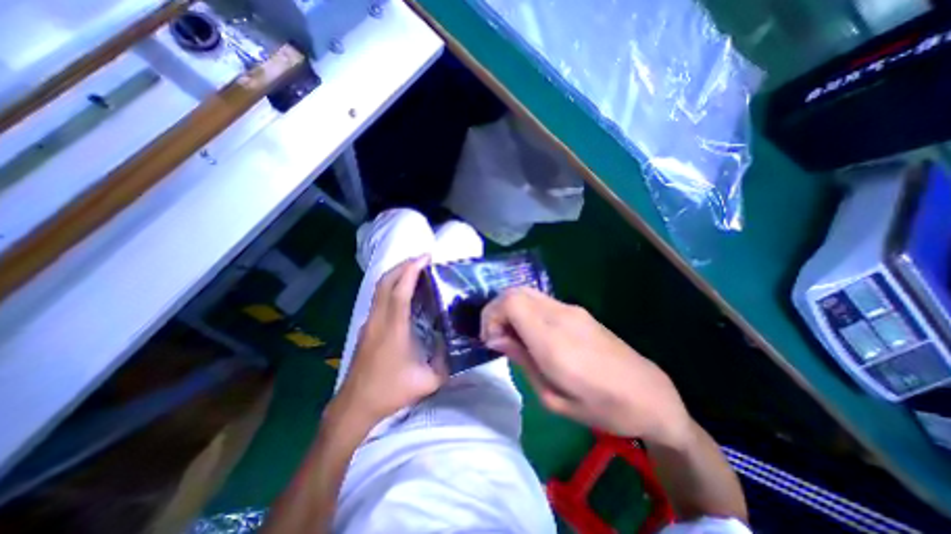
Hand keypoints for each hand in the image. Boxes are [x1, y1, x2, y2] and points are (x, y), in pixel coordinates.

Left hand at [335, 257, 445, 426]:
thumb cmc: (390, 392)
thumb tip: (458, 346)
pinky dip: (390, 286)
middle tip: (422, 259)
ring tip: (414, 269)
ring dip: (396, 274)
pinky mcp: (366, 328)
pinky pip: (378, 298)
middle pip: (385, 282)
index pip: (400, 290)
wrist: (354, 406)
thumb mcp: (427, 381)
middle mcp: (378, 320)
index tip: (425, 257)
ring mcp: (369, 323)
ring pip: (379, 288)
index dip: (412, 270)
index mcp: (393, 329)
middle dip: (403, 265)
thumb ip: (447, 363)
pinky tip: (403, 291)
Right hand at [484, 288, 691, 445]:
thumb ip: (522, 360)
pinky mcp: (578, 311)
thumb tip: (496, 338)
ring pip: (528, 292)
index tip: (491, 340)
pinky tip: (532, 333)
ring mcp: (572, 309)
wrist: (650, 395)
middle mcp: (561, 315)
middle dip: (497, 309)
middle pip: (516, 291)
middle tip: (497, 337)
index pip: (511, 302)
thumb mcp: (553, 398)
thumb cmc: (602, 407)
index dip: (492, 315)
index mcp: (553, 339)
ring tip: (512, 337)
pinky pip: (542, 301)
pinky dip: (526, 310)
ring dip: (511, 308)